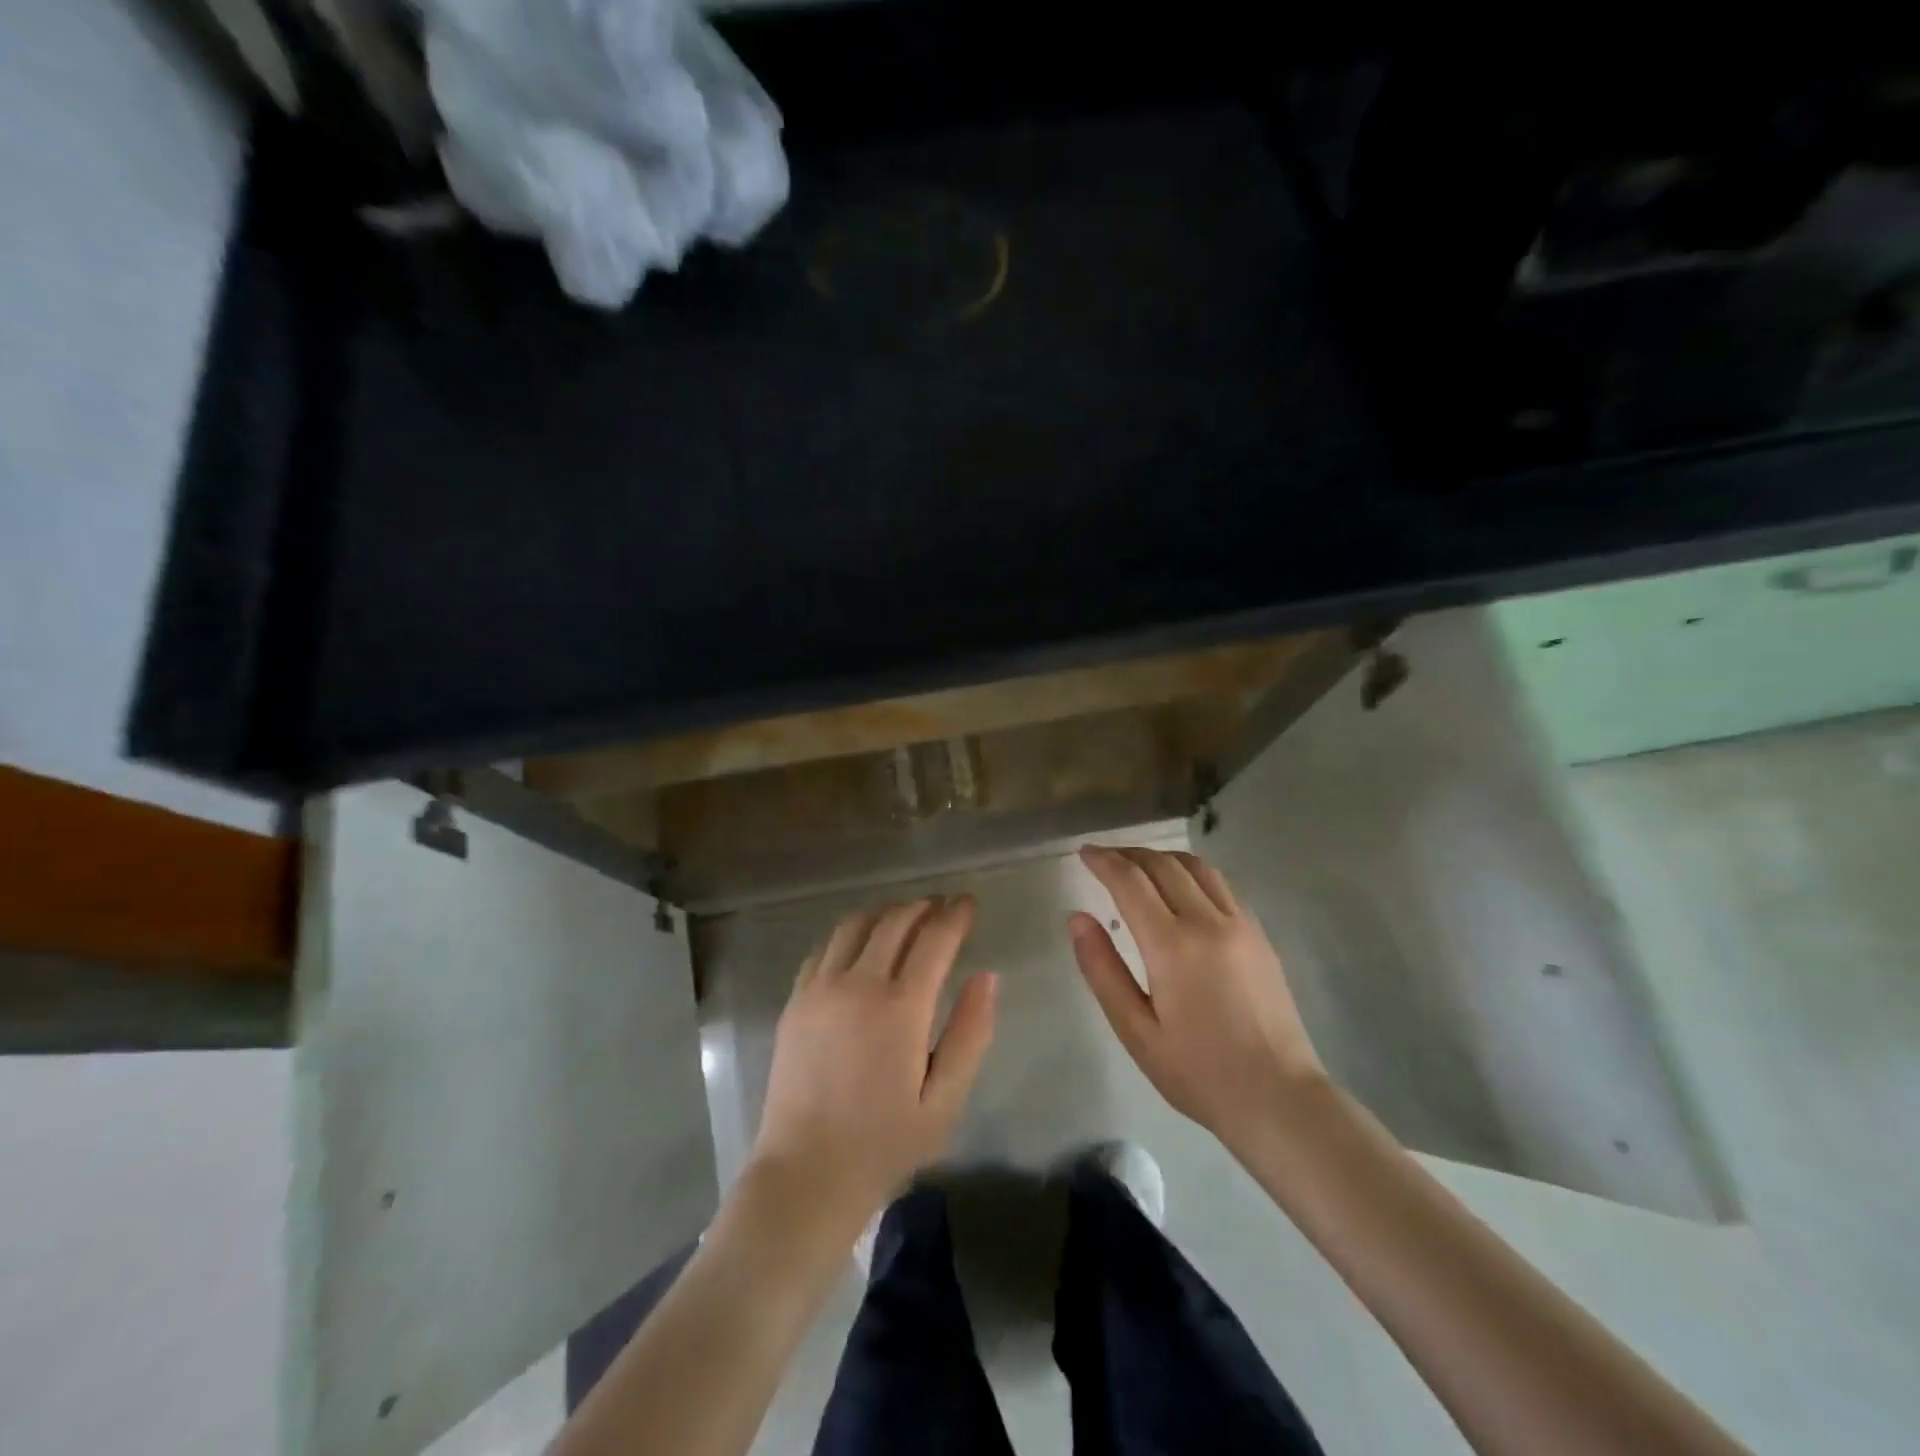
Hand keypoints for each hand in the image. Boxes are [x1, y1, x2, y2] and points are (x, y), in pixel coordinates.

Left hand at [748, 896, 997, 1234]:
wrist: (806, 1174)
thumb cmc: (884, 1143)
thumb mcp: (945, 1100)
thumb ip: (970, 1033)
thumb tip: (987, 976)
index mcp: (900, 1008)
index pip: (934, 939)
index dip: (956, 915)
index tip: (969, 902)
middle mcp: (858, 984)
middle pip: (894, 921)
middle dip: (923, 907)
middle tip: (942, 907)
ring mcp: (820, 988)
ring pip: (855, 924)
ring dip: (886, 912)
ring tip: (905, 918)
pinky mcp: (796, 1000)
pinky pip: (825, 947)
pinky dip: (850, 933)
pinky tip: (861, 944)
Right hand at [1069, 846, 1324, 1149]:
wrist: (1280, 1098)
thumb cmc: (1198, 1072)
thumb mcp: (1136, 1031)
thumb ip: (1103, 970)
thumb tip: (1077, 919)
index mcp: (1172, 945)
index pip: (1130, 881)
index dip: (1103, 861)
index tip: (1083, 852)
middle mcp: (1208, 921)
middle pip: (1163, 865)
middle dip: (1129, 854)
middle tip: (1104, 857)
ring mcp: (1240, 924)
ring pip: (1197, 867)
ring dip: (1162, 857)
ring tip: (1139, 865)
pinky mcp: (1260, 935)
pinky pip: (1220, 885)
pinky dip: (1191, 873)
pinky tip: (1181, 889)